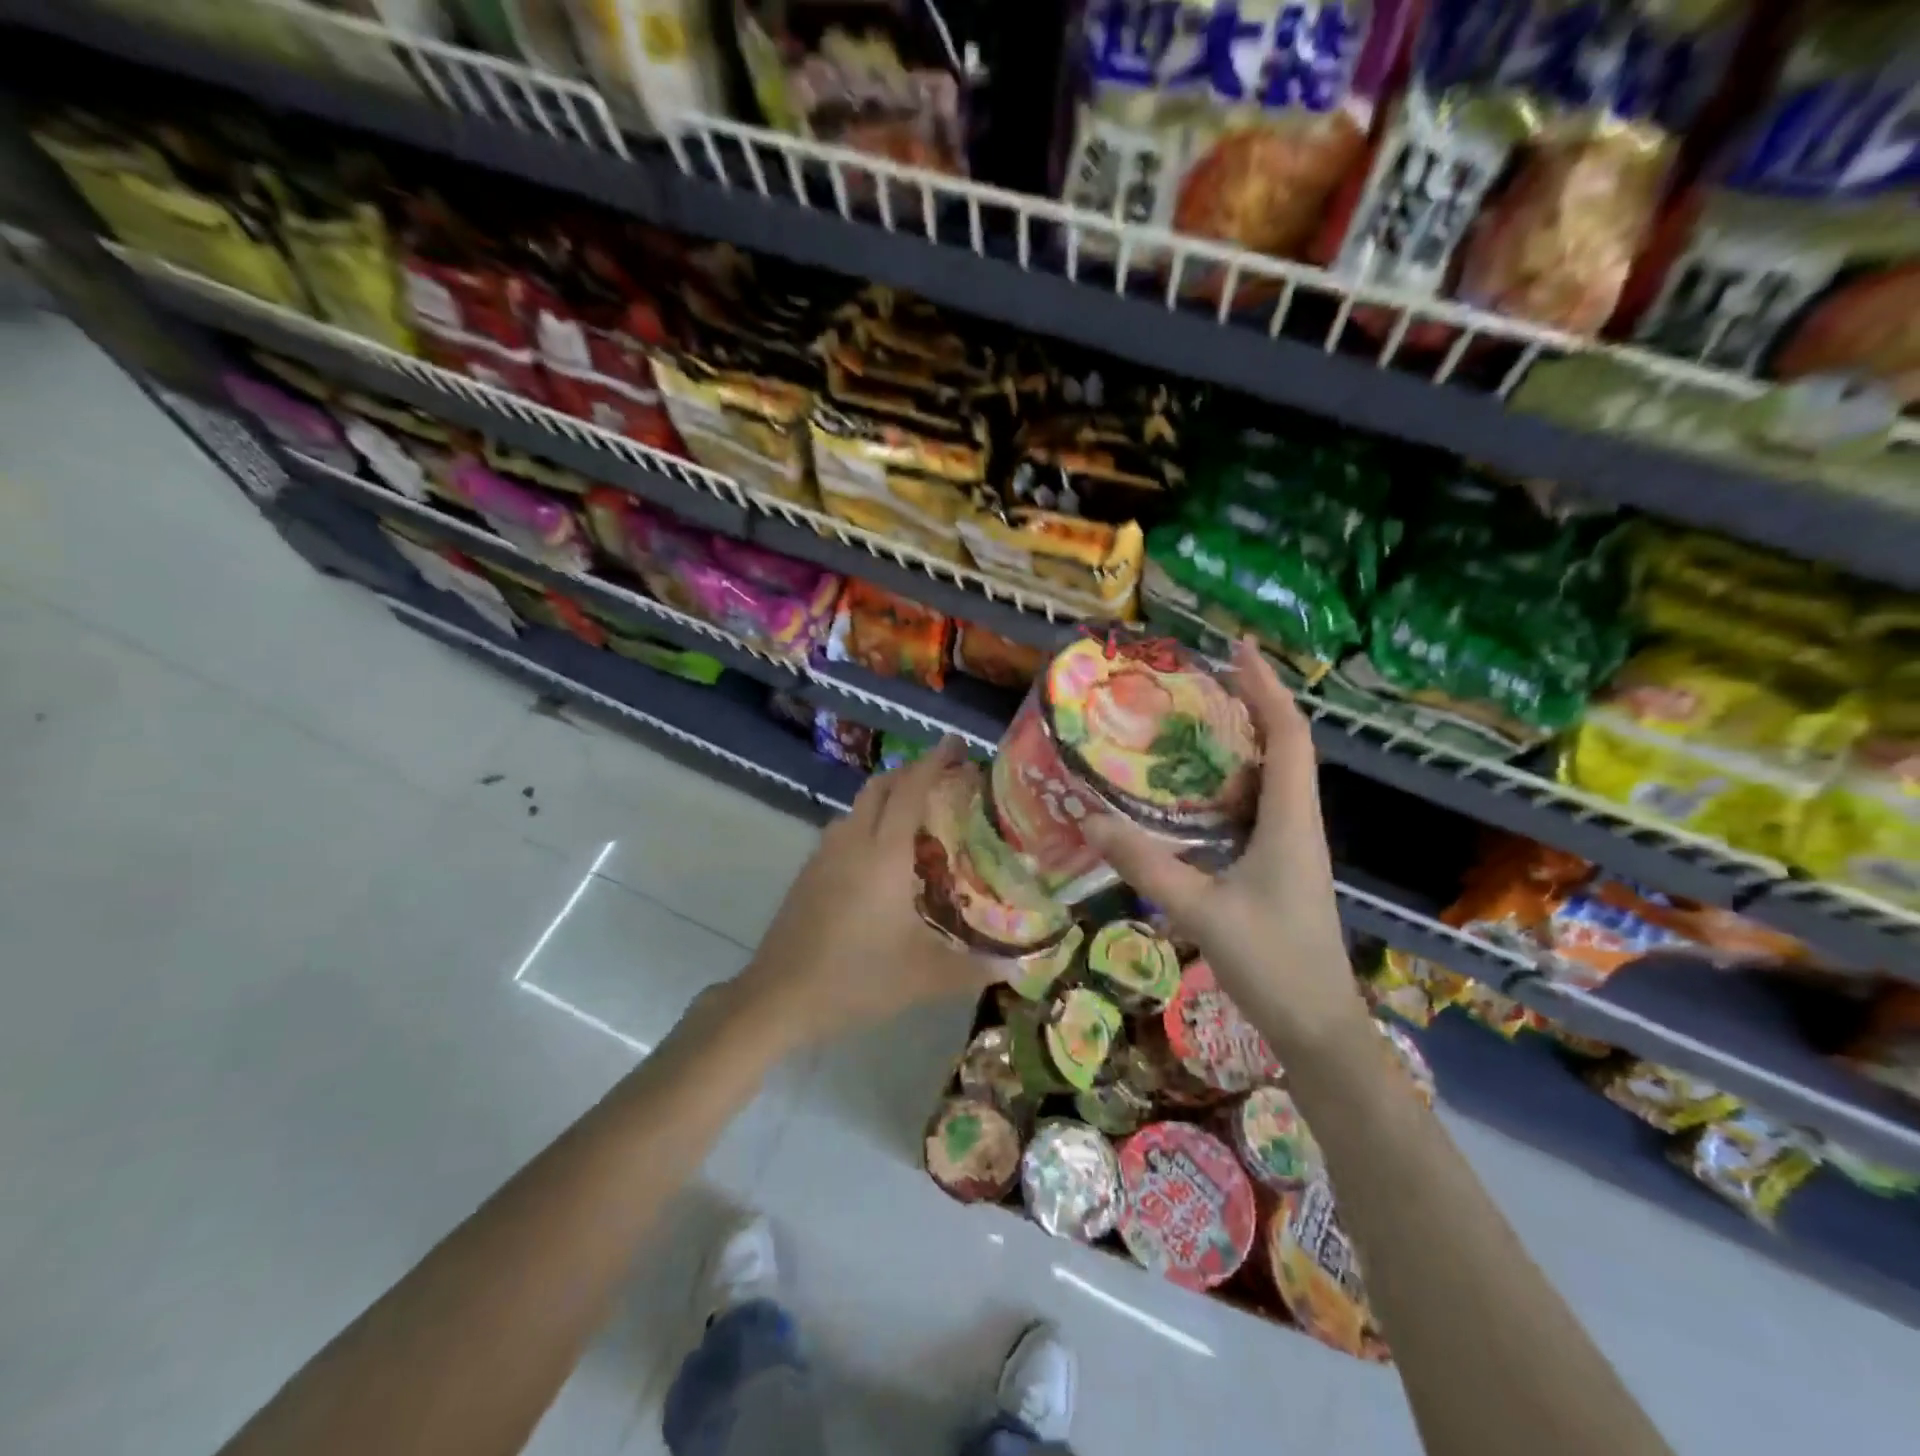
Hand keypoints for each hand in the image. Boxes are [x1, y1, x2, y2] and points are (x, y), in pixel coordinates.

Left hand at [735, 738, 991, 1045]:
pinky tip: (881, 855)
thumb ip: (973, 969)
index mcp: (884, 854)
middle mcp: (852, 841)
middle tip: (943, 776)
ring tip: (916, 814)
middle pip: (880, 786)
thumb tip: (1018, 968)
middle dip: (910, 771)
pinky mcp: (808, 872)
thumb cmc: (856, 979)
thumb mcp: (923, 977)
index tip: (955, 744)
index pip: (910, 789)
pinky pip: (844, 829)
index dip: (933, 761)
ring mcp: (824, 854)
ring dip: (886, 796)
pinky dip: (868, 821)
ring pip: (858, 806)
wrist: (779, 996)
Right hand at [1082, 638, 1365, 1051]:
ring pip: (1273, 778)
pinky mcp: (1280, 867)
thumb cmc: (1272, 964)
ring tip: (1193, 725)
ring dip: (1242, 744)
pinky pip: (1259, 808)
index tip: (1239, 650)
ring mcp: (1292, 847)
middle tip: (1202, 682)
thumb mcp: (1201, 910)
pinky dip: (1232, 785)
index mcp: (1291, 822)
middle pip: (1285, 747)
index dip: (1267, 688)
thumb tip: (1090, 821)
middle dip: (1252, 705)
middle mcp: (1298, 824)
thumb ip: (1146, 865)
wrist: (1318, 1027)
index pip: (1289, 736)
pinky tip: (1196, 795)